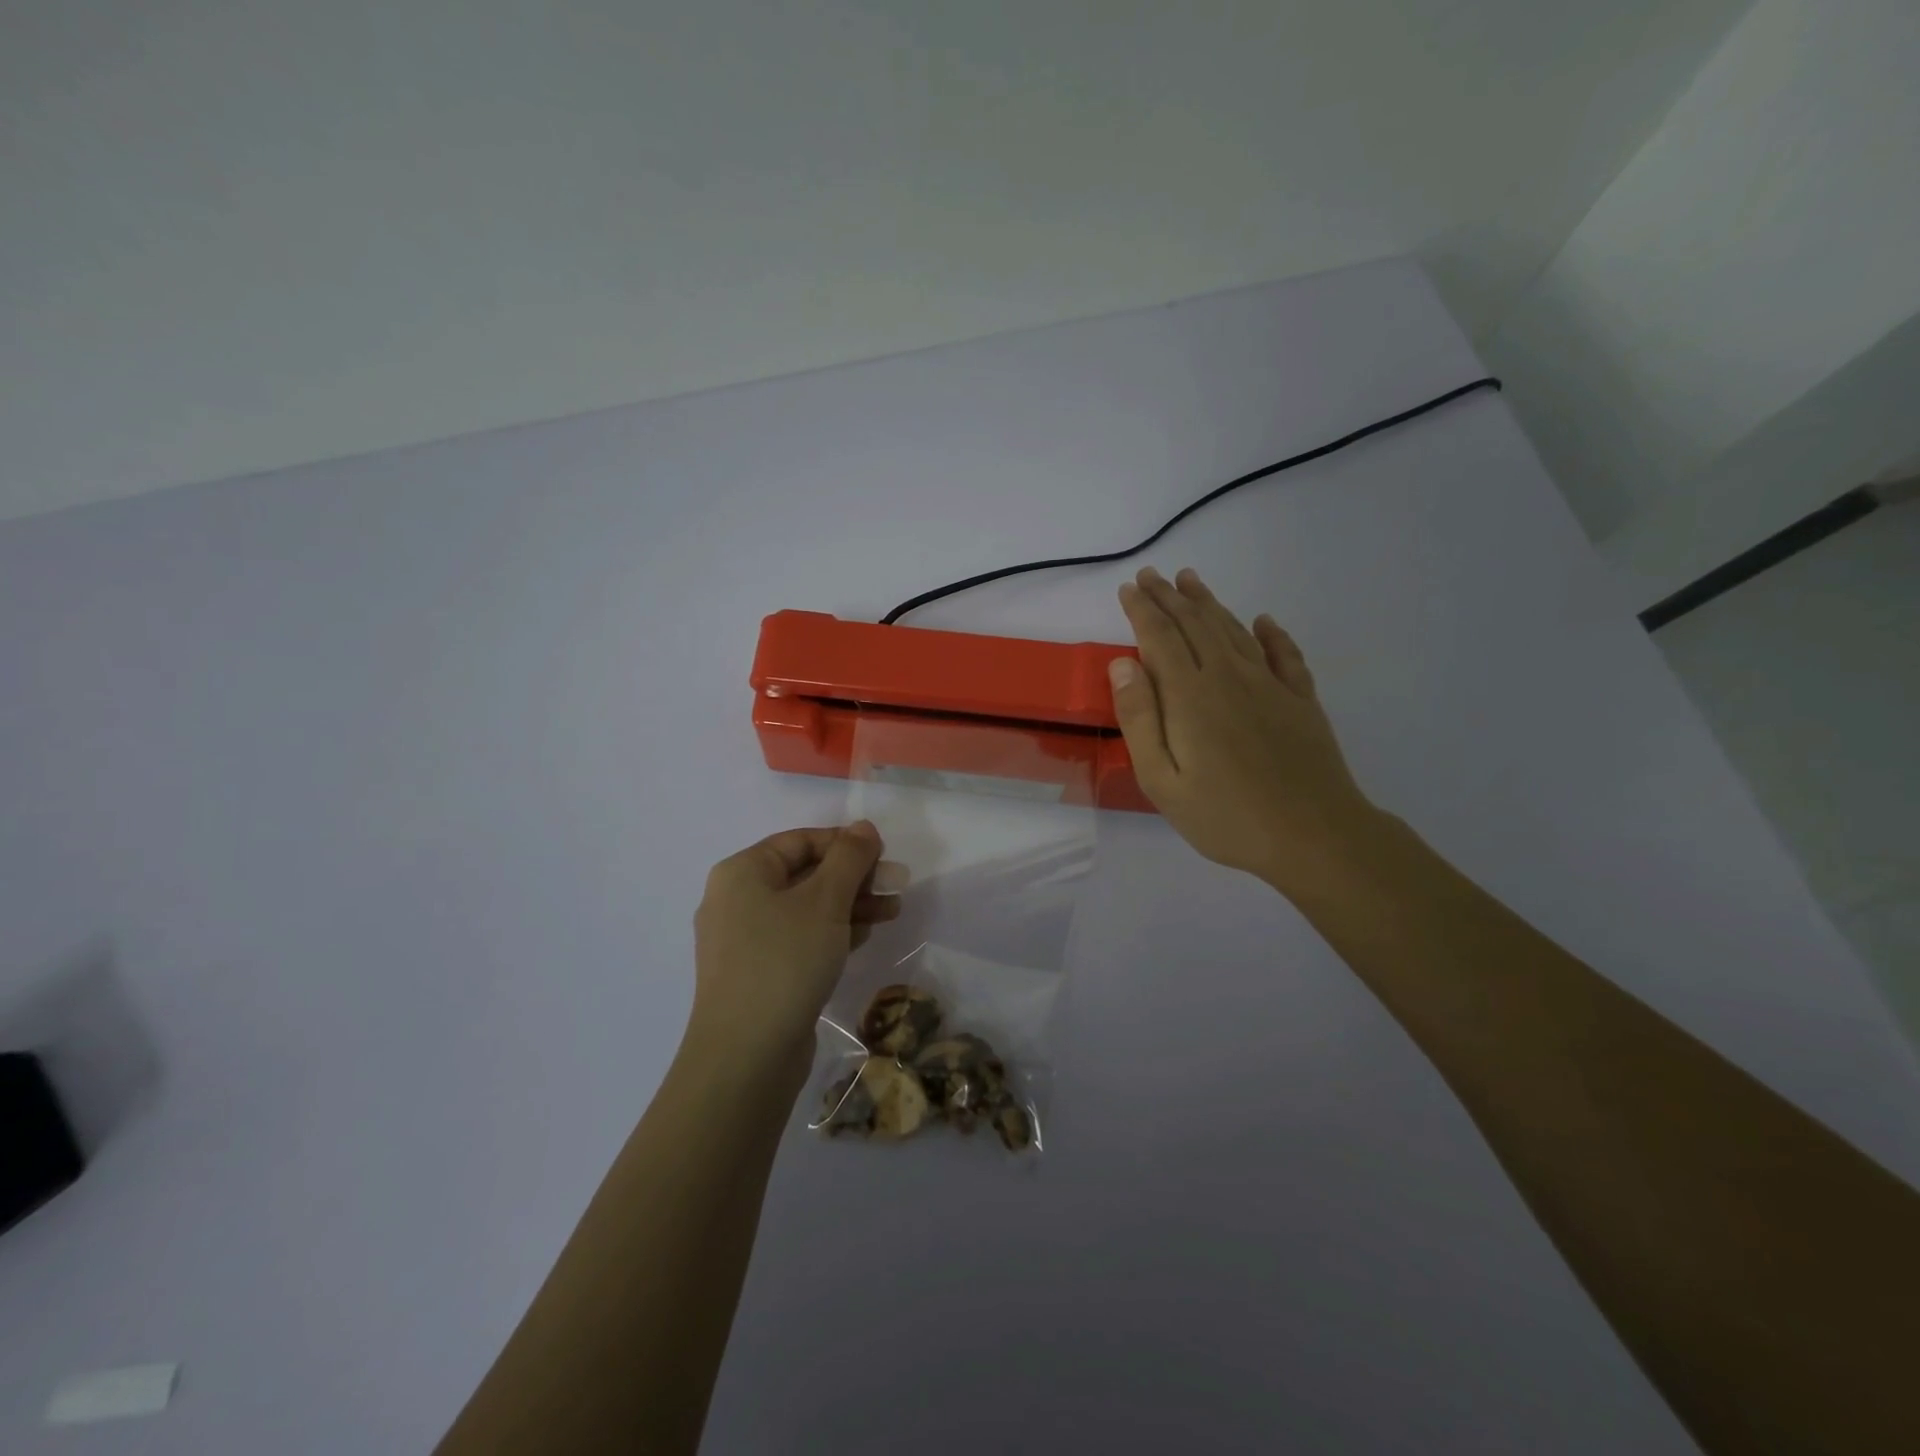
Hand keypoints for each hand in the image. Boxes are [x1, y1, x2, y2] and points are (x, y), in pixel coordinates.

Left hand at [690, 824, 901, 1075]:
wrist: (746, 1056)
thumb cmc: (785, 961)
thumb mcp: (825, 901)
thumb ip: (849, 858)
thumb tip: (864, 827)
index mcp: (742, 872)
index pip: (801, 841)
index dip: (846, 843)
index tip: (885, 856)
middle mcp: (737, 900)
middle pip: (805, 874)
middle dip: (854, 878)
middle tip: (896, 885)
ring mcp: (744, 940)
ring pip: (806, 908)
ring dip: (850, 906)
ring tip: (892, 912)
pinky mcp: (757, 973)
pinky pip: (799, 938)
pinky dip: (831, 933)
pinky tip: (863, 937)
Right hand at [1110, 567, 1379, 891]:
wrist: (1314, 835)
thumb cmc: (1225, 816)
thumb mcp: (1162, 780)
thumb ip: (1139, 719)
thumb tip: (1122, 664)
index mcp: (1189, 695)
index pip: (1159, 638)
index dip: (1142, 610)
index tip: (1128, 589)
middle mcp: (1228, 676)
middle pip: (1195, 625)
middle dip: (1169, 597)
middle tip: (1151, 575)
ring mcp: (1270, 685)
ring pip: (1233, 630)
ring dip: (1209, 603)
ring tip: (1191, 581)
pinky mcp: (1300, 700)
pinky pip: (1284, 654)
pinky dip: (1271, 633)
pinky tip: (1264, 621)